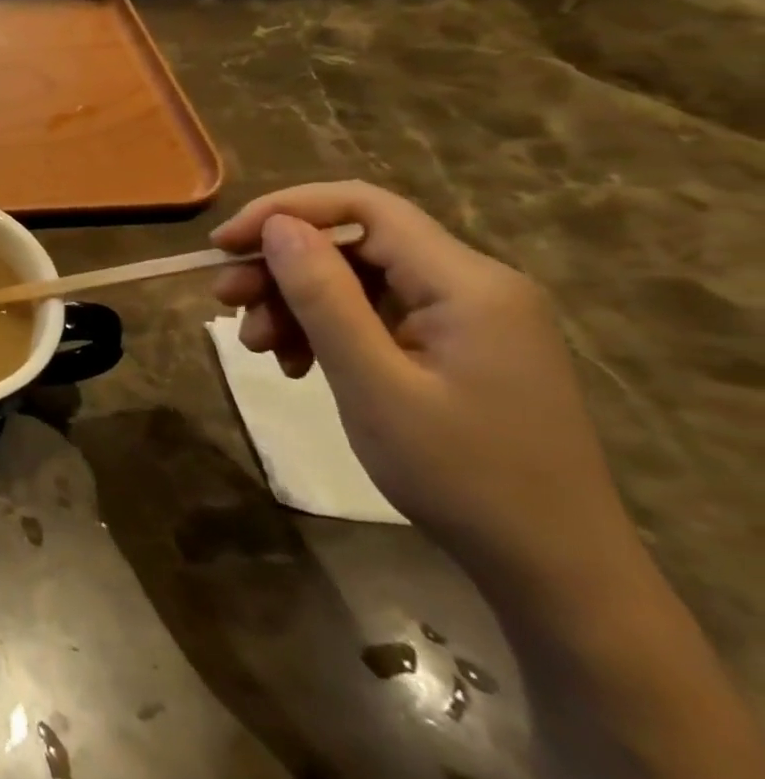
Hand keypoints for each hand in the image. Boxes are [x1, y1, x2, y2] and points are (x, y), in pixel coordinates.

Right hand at [210, 182, 639, 605]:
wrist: (555, 573)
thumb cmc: (461, 476)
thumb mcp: (373, 384)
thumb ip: (323, 297)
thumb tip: (276, 226)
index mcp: (466, 282)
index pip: (362, 206)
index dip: (284, 211)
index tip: (223, 245)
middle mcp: (473, 284)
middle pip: (355, 243)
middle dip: (281, 267)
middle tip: (224, 303)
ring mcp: (469, 317)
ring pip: (358, 279)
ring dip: (296, 303)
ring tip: (259, 347)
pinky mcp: (458, 347)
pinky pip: (376, 314)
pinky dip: (327, 330)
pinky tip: (298, 364)